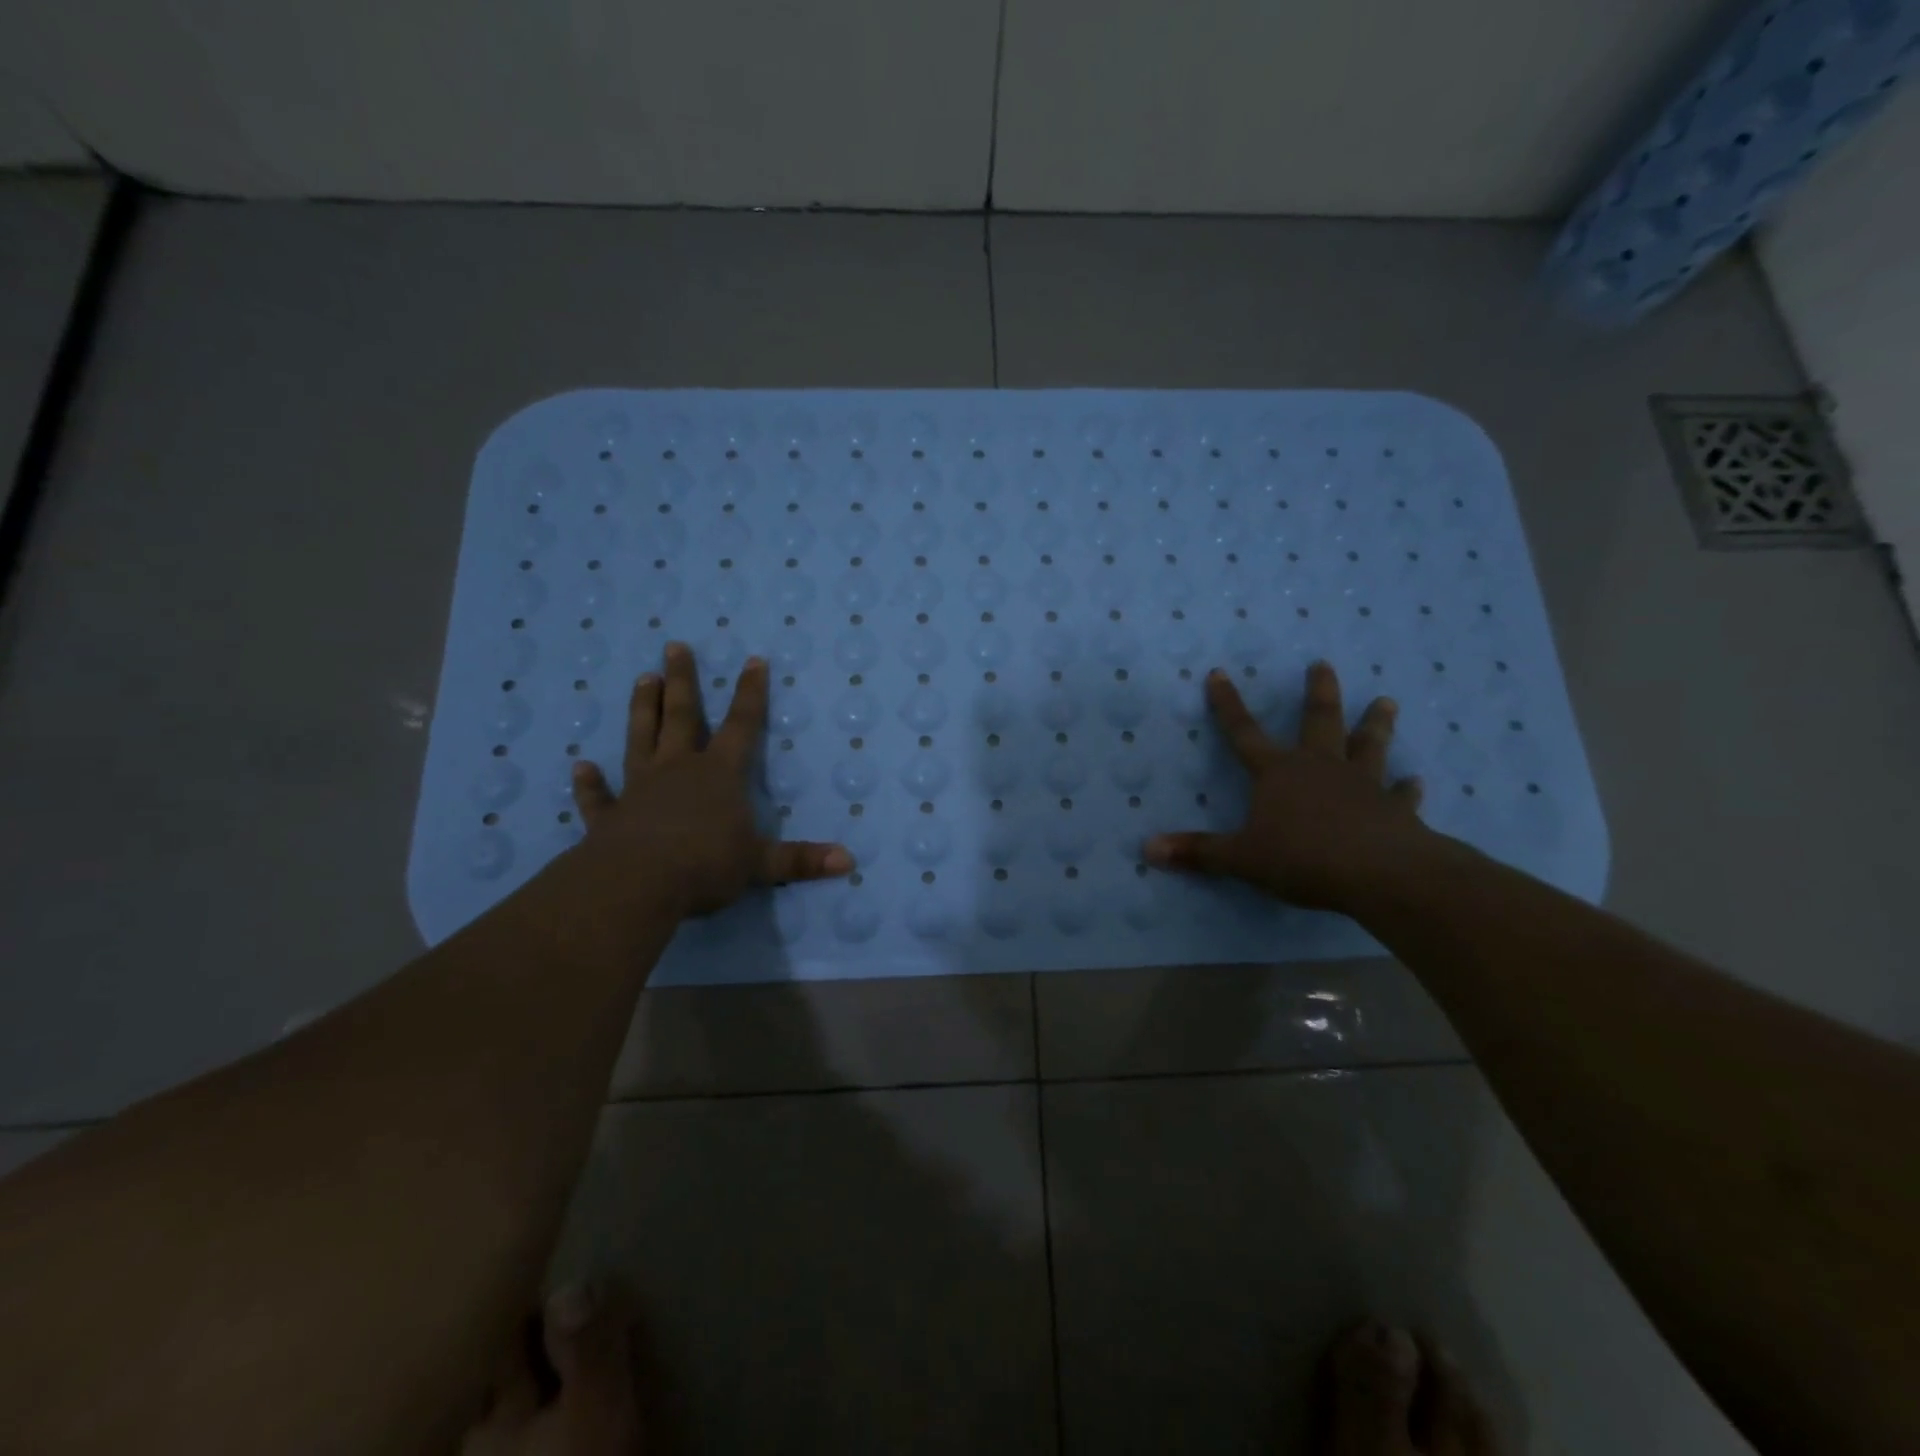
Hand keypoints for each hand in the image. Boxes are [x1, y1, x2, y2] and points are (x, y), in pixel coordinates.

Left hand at [567, 643, 852, 920]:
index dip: (751, 693)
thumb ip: (801, 860)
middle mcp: (679, 770)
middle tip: (675, 646)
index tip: (754, 660)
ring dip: (642, 709)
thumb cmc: (706, 865)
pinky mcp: (610, 816)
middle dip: (682, 681)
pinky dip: (590, 783)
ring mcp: (640, 789)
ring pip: (641, 739)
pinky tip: (581, 767)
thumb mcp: (761, 864)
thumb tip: (849, 861)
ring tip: (641, 678)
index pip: (742, 725)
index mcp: (719, 774)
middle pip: (682, 716)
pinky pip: (599, 796)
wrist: (638, 883)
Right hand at [1144, 661, 1430, 912]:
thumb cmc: (1303, 858)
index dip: (1227, 704)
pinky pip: (1401, 794)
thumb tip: (1148, 848)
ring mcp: (1362, 785)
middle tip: (1323, 664)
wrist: (1380, 873)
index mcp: (1278, 773)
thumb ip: (1198, 853)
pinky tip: (1416, 781)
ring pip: (1368, 745)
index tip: (1219, 673)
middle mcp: (1320, 767)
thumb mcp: (1241, 858)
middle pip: (1318, 721)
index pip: (1243, 732)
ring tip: (1386, 701)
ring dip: (1375, 724)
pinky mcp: (1395, 809)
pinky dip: (1407, 788)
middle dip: (1318, 692)